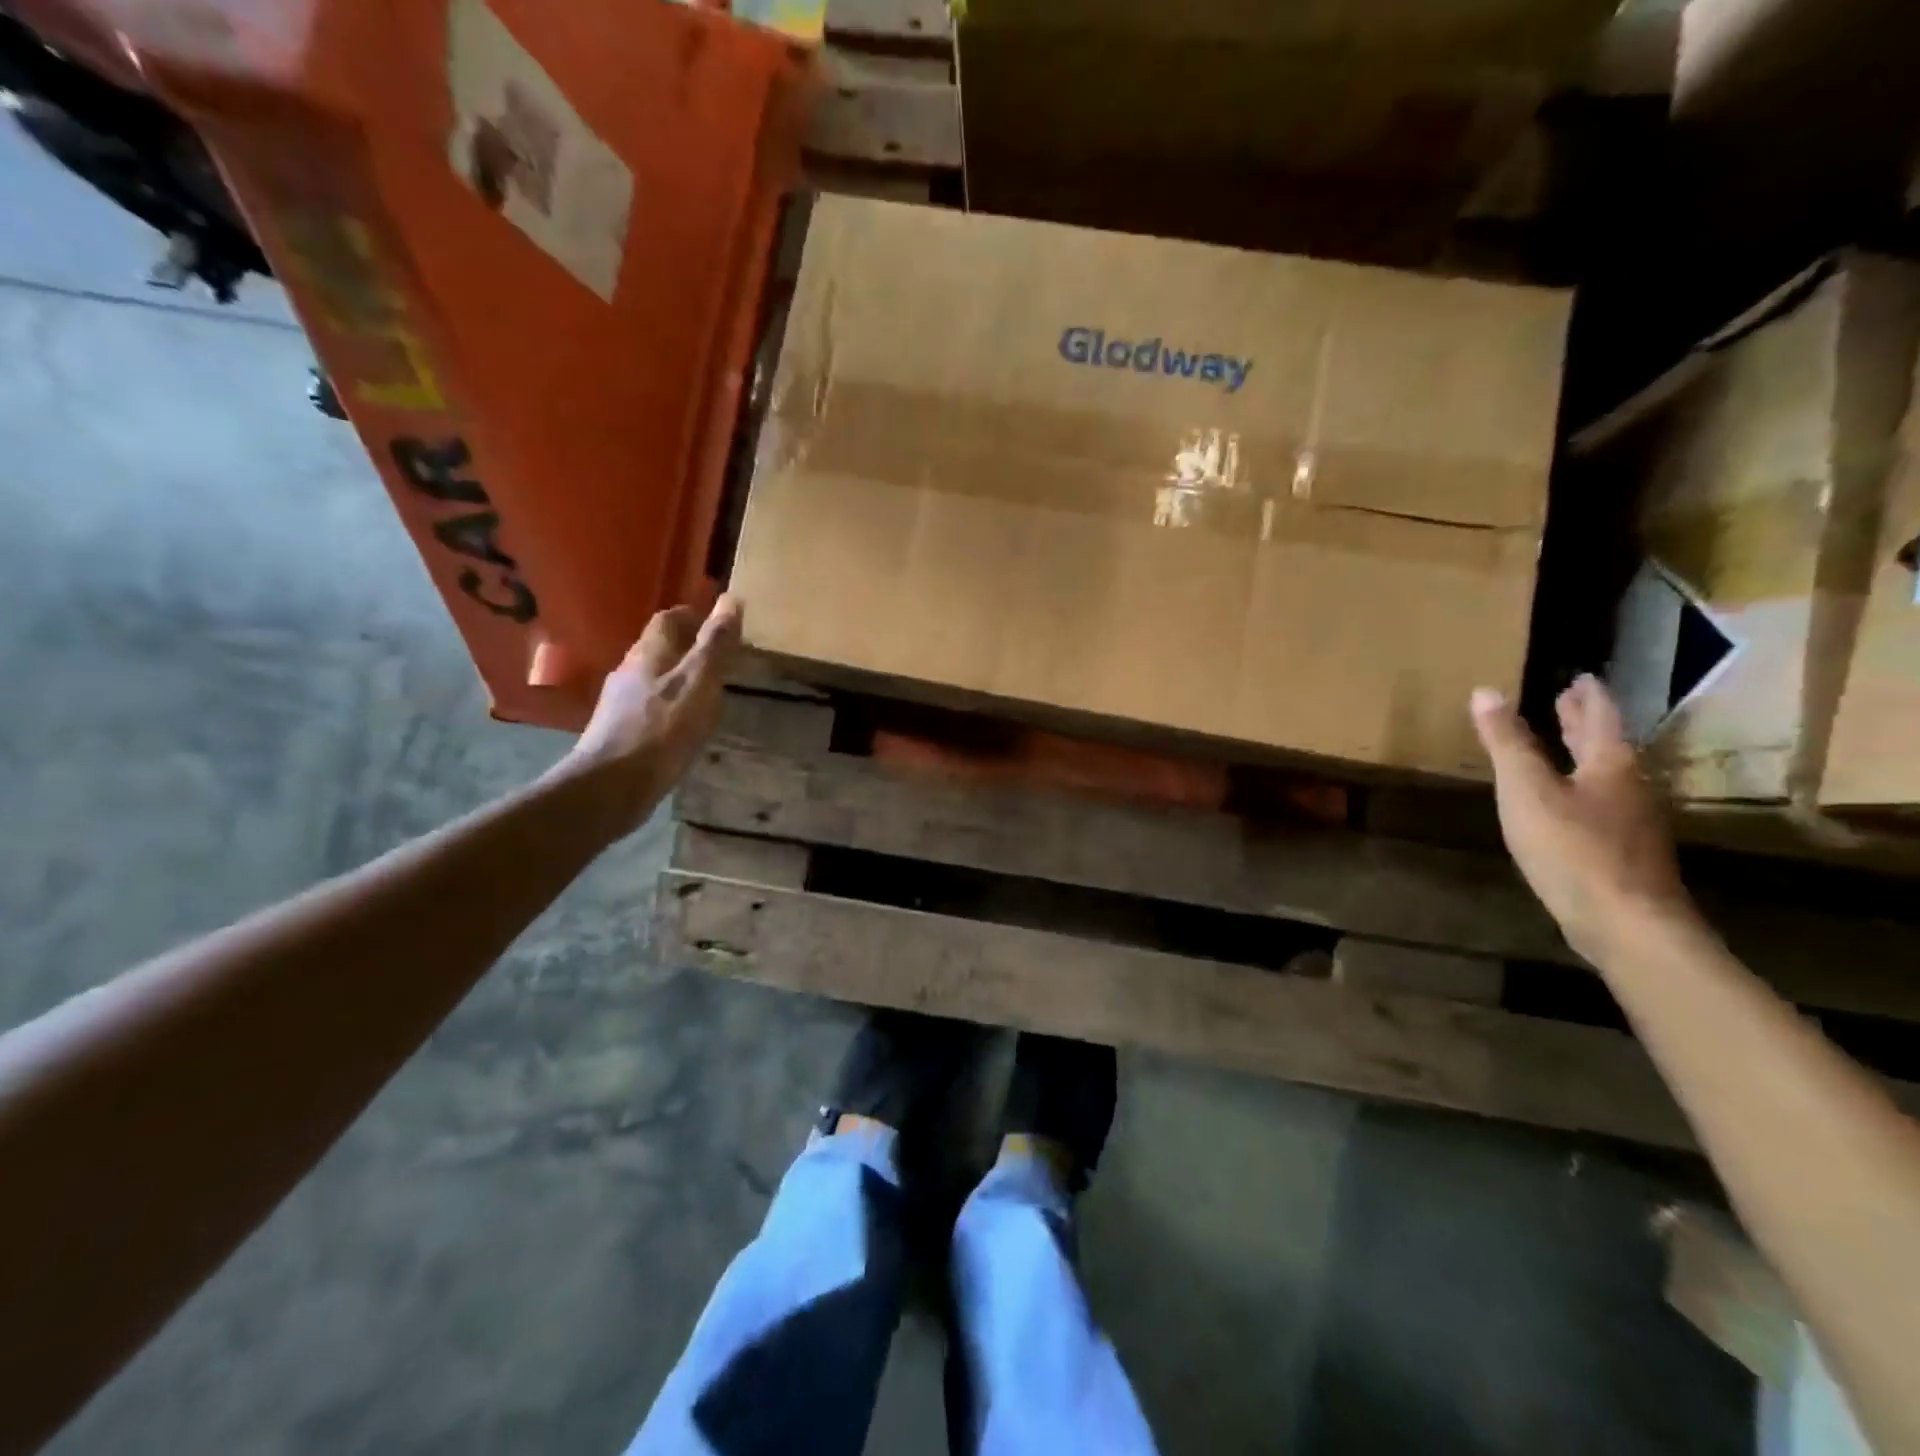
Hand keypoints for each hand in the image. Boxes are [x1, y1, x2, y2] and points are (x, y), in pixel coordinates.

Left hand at [558, 594, 742, 839]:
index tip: (719, 624)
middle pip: (659, 648)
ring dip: (678, 679)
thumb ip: (715, 643)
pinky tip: (684, 726)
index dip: (693, 616)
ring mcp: (620, 702)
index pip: (669, 619)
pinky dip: (670, 707)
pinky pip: (649, 707)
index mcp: (649, 652)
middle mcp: (630, 670)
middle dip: (688, 648)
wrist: (613, 784)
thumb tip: (731, 599)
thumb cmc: (663, 728)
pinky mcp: (620, 731)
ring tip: (707, 693)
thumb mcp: (700, 681)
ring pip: (653, 678)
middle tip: (720, 660)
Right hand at [1469, 674, 1694, 963]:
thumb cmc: (1573, 848)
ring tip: (1563, 746)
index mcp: (1610, 765)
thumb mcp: (1527, 790)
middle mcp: (1628, 787)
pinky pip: (1600, 804)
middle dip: (1584, 722)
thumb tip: (1486, 691)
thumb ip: (1506, 743)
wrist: (1627, 924)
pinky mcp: (1622, 853)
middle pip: (1606, 746)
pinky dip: (1581, 788)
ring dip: (1584, 755)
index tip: (1578, 677)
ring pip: (1605, 776)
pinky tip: (1566, 803)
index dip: (1586, 696)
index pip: (1599, 718)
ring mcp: (1630, 823)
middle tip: (1567, 701)